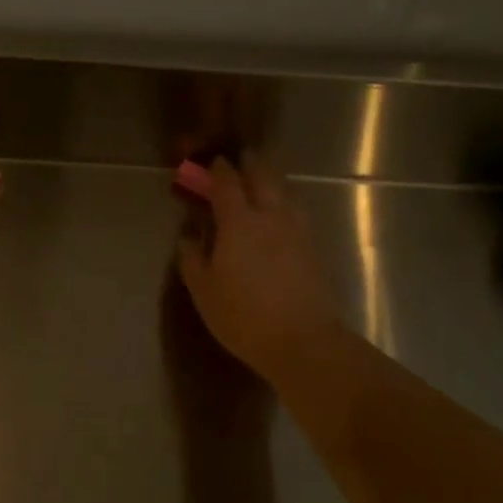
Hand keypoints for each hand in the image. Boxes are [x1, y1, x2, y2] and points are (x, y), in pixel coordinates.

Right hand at [176, 156, 338, 384]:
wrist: (303, 342)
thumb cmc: (243, 316)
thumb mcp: (203, 291)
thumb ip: (192, 258)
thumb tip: (188, 236)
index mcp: (239, 223)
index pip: (228, 184)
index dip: (219, 170)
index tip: (213, 163)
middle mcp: (271, 218)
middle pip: (263, 178)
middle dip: (251, 165)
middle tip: (241, 160)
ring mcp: (297, 232)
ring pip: (286, 194)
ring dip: (272, 182)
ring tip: (262, 184)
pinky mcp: (314, 249)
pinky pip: (297, 214)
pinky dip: (285, 205)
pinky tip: (281, 217)